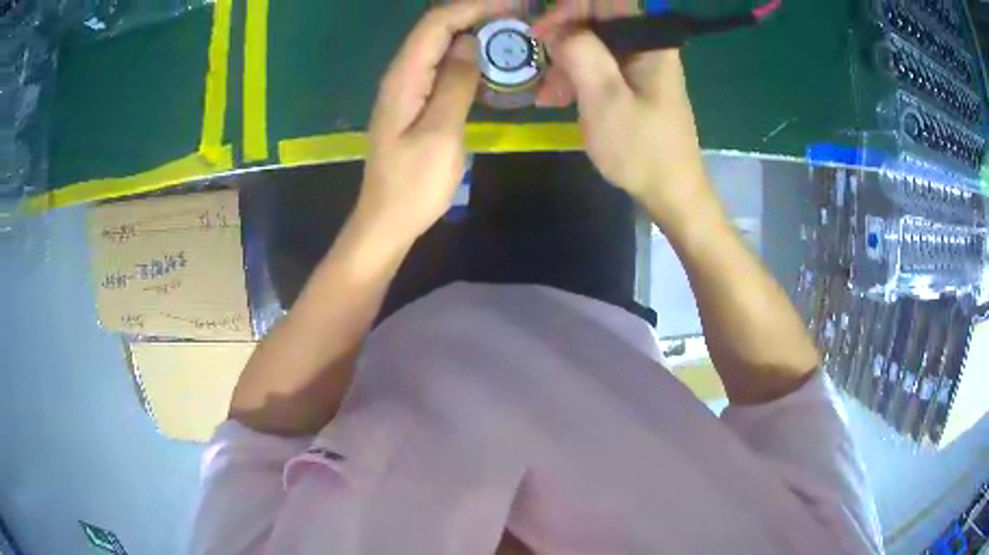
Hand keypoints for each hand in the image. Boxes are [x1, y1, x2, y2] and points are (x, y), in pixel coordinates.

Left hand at [357, 0, 516, 242]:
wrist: (388, 220)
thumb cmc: (413, 184)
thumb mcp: (440, 133)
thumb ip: (455, 83)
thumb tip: (469, 43)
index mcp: (404, 78)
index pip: (436, 24)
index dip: (473, 7)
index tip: (512, 4)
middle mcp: (403, 75)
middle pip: (438, 29)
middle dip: (478, 15)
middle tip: (521, 17)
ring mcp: (409, 89)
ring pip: (442, 48)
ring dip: (476, 35)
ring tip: (514, 35)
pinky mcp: (417, 104)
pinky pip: (444, 70)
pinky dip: (470, 60)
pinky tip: (494, 66)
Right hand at [532, 1, 717, 230]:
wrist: (671, 193)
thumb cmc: (641, 149)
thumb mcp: (605, 99)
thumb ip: (580, 52)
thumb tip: (557, 27)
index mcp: (649, 42)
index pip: (605, 1)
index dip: (569, 8)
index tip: (541, 32)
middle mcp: (647, 45)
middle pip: (597, 20)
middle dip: (562, 38)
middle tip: (539, 64)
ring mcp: (640, 64)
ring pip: (593, 44)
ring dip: (565, 63)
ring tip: (547, 95)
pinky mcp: (633, 82)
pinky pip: (599, 65)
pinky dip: (576, 78)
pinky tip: (558, 99)